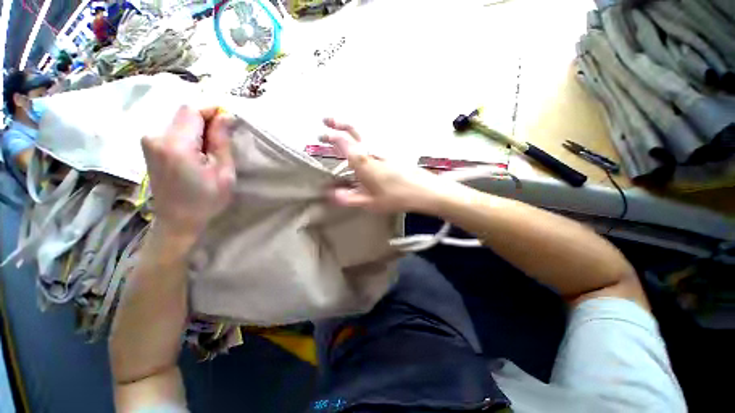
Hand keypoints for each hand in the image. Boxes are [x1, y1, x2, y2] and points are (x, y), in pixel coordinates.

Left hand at [142, 106, 235, 239]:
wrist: (177, 220)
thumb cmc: (206, 200)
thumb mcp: (223, 172)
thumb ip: (221, 141)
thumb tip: (225, 115)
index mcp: (176, 145)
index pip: (192, 110)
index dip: (212, 110)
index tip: (230, 119)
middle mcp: (156, 137)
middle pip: (184, 113)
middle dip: (207, 120)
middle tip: (224, 138)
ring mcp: (149, 141)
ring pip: (179, 121)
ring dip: (199, 128)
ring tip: (211, 149)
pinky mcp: (149, 147)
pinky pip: (173, 130)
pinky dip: (189, 134)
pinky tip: (198, 151)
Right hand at [320, 118, 459, 213]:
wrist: (423, 190)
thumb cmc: (395, 197)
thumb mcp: (369, 202)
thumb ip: (348, 198)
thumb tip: (331, 194)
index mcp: (362, 160)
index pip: (342, 142)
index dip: (330, 137)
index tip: (321, 136)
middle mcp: (371, 149)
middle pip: (353, 129)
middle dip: (337, 123)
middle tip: (326, 121)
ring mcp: (382, 148)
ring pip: (363, 131)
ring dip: (349, 127)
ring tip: (340, 129)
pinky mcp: (391, 151)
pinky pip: (372, 138)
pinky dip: (361, 135)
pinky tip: (361, 143)